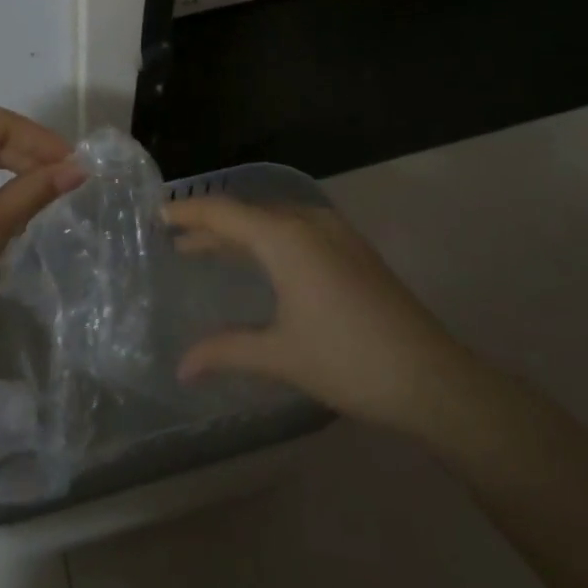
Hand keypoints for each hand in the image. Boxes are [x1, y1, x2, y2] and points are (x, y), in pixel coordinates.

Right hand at [168, 196, 458, 433]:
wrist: (431, 376)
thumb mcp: (280, 356)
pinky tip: (260, 261)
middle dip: (209, 223)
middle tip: (174, 238)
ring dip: (239, 232)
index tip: (156, 214)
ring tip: (207, 249)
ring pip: (273, 220)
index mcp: (285, 237)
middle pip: (247, 212)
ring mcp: (335, 232)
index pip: (223, 211)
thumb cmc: (347, 361)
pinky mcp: (352, 248)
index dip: (187, 212)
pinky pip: (295, 229)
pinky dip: (266, 238)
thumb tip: (181, 367)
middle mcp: (308, 222)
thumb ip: (226, 352)